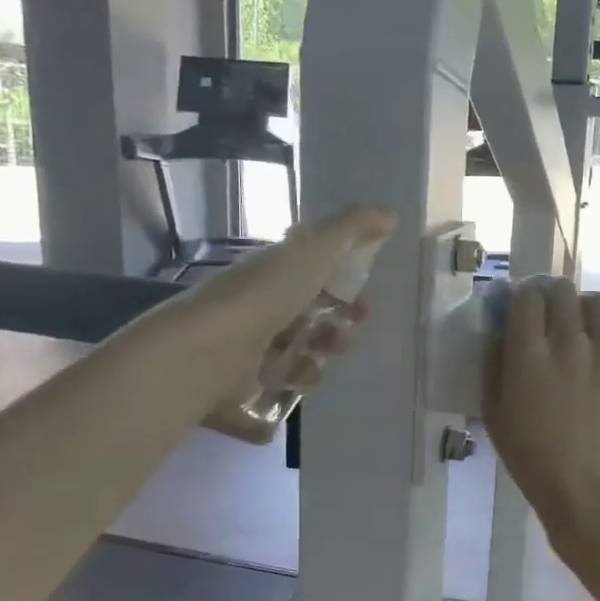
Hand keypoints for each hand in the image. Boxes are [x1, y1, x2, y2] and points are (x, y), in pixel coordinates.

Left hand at [175, 203, 395, 417]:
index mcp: (272, 273)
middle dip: (337, 323)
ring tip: (323, 357)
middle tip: (349, 330)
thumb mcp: (314, 250)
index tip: (365, 298)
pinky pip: (280, 386)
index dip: (343, 285)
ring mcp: (249, 347)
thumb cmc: (264, 295)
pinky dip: (295, 383)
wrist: (209, 351)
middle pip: (309, 316)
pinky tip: (299, 378)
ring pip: (298, 352)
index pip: (313, 276)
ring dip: (320, 355)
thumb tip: (390, 214)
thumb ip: (351, 229)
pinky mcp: (243, 386)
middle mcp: (259, 307)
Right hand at [482, 278, 599, 548]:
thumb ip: (493, 367)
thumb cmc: (533, 460)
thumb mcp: (494, 416)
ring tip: (578, 327)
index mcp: (529, 353)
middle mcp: (568, 341)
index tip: (521, 310)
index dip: (522, 298)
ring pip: (596, 301)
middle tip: (547, 316)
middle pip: (562, 290)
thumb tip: (499, 335)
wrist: (591, 491)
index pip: (527, 296)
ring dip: (582, 307)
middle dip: (551, 296)